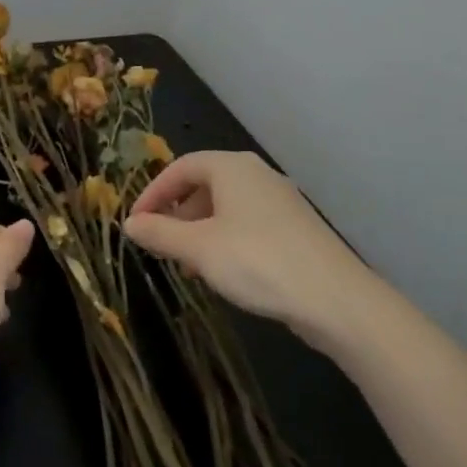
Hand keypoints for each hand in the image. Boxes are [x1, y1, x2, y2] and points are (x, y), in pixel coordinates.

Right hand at [125, 151, 364, 334]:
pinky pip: (248, 222)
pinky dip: (225, 238)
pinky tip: (223, 270)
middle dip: (177, 213)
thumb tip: (130, 224)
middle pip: (204, 183)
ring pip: (226, 205)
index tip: (136, 223)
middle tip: (160, 244)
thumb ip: (160, 233)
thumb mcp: (199, 249)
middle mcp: (256, 174)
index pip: (180, 167)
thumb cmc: (257, 262)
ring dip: (200, 229)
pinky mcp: (295, 227)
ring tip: (188, 264)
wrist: (335, 299)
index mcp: (231, 167)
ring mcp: (280, 200)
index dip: (153, 193)